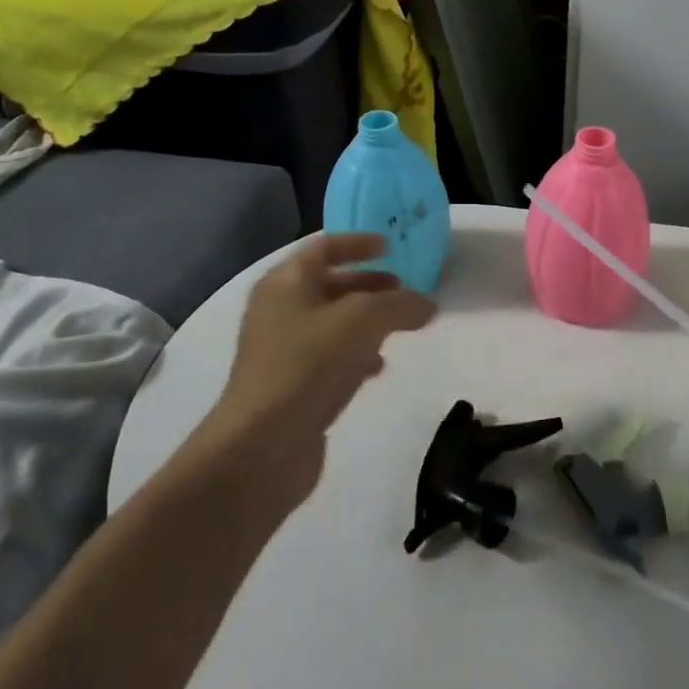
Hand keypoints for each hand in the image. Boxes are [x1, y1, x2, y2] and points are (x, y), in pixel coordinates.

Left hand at [189, 233, 436, 505]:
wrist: (262, 445)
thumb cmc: (309, 364)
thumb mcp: (363, 321)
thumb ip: (400, 304)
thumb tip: (426, 303)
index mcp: (286, 282)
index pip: (324, 247)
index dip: (358, 243)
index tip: (390, 247)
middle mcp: (279, 309)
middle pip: (329, 285)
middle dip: (369, 285)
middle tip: (404, 290)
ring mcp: (282, 349)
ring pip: (332, 323)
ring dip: (367, 321)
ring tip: (400, 328)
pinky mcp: (290, 385)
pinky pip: (328, 357)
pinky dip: (356, 354)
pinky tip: (378, 368)